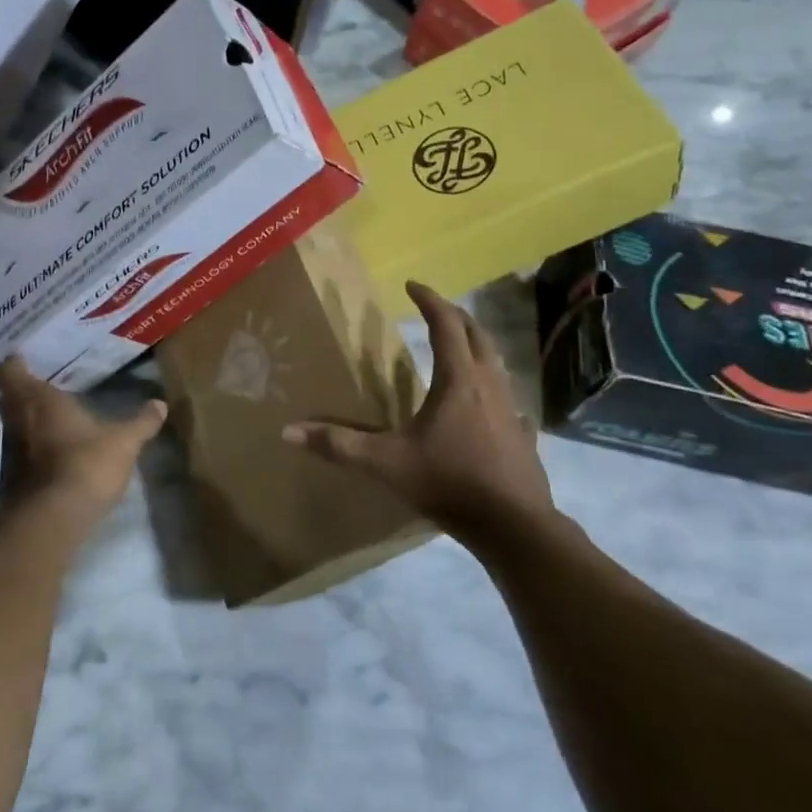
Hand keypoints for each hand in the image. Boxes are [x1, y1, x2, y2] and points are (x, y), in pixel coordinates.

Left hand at [0, 356, 167, 516]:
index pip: (9, 371)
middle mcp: (16, 420)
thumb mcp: (124, 442)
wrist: (52, 521)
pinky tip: (56, 453)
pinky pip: (20, 454)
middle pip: (9, 397)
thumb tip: (160, 404)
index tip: (29, 359)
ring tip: (55, 417)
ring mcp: (9, 452)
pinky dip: (33, 450)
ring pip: (14, 426)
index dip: (15, 364)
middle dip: (25, 391)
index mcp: (37, 399)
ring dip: (29, 422)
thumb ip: (142, 422)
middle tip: (48, 385)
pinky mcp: (11, 480)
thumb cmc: (85, 464)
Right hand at [282, 281, 552, 541]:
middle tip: (435, 309)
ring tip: (458, 347)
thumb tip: (288, 432)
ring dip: (476, 346)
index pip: (445, 324)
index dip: (429, 300)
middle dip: (456, 316)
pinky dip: (494, 387)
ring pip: (496, 363)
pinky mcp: (523, 434)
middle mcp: (488, 384)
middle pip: (477, 335)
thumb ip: (338, 444)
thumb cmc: (449, 482)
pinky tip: (489, 404)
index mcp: (458, 380)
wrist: (514, 526)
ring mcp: (511, 409)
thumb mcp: (385, 462)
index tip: (411, 285)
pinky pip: (508, 398)